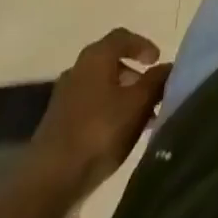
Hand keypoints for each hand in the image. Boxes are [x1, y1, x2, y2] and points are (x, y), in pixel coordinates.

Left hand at [31, 29, 172, 196]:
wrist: (49, 180)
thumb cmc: (98, 132)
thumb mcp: (137, 105)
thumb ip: (155, 82)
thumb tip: (168, 66)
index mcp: (96, 57)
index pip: (122, 37)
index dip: (142, 45)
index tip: (157, 60)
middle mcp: (77, 69)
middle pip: (110, 61)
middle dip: (133, 73)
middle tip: (151, 90)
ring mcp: (64, 97)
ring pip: (100, 86)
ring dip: (121, 95)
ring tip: (140, 117)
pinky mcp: (57, 123)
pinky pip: (89, 106)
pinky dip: (107, 111)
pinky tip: (118, 133)